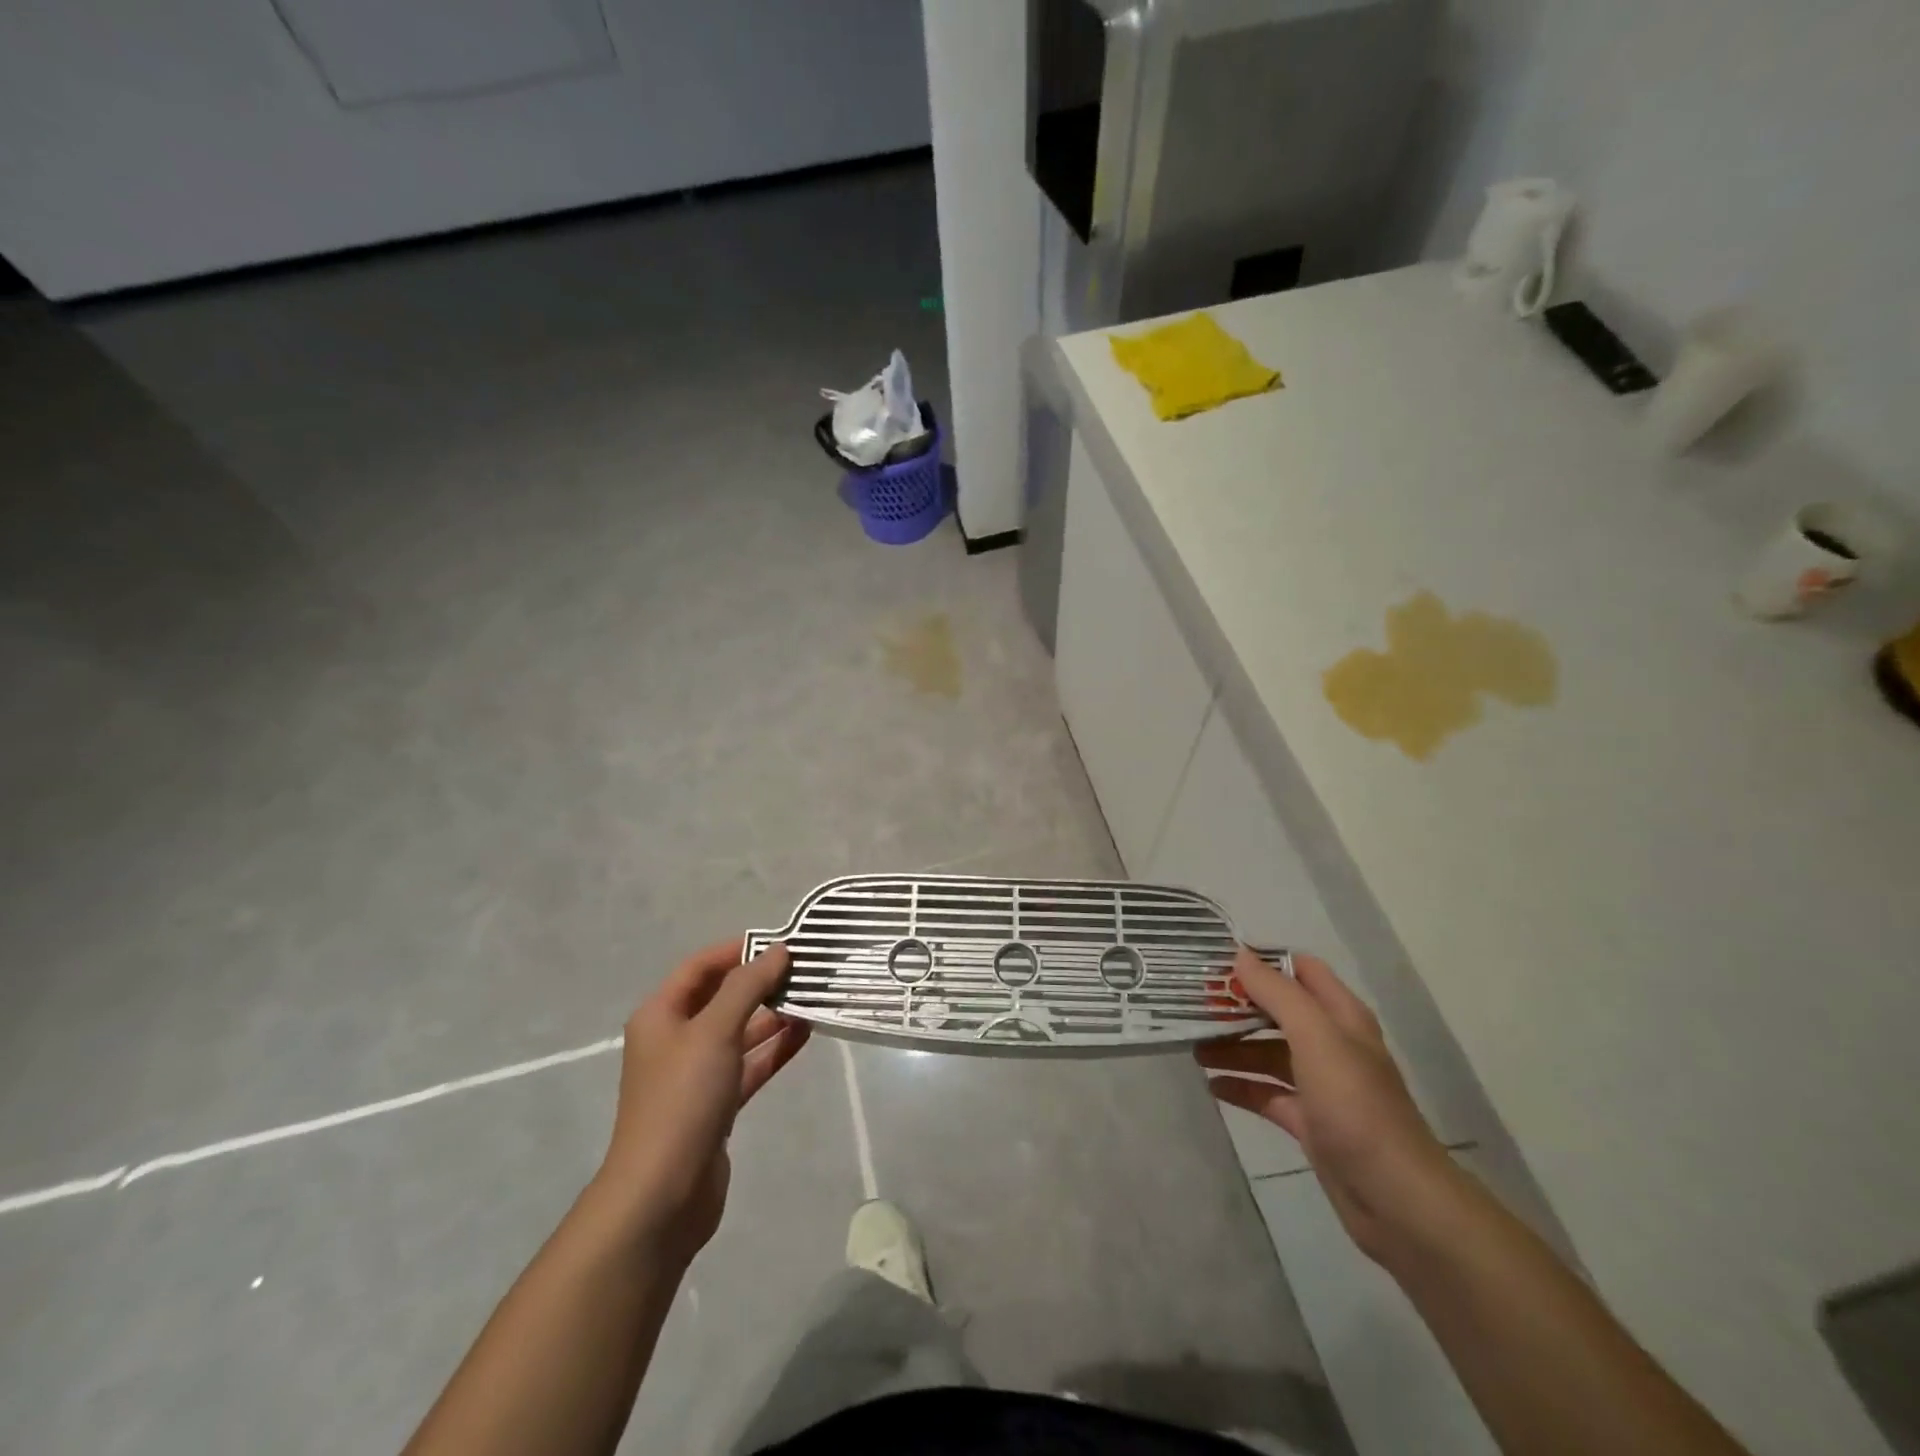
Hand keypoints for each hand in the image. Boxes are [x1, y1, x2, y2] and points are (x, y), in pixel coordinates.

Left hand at [592, 939, 810, 1265]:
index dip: (738, 949)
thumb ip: (748, 987)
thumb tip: (778, 950)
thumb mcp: (715, 1032)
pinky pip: (748, 1064)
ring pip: (739, 1031)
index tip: (781, 941)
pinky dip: (773, 1048)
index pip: (701, 966)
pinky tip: (805, 1032)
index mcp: (661, 1015)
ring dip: (771, 1015)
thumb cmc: (682, 1100)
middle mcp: (675, 1039)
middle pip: (721, 997)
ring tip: (812, 996)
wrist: (662, 1196)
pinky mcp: (716, 1104)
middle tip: (804, 968)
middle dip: (760, 981)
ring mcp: (696, 1074)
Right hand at [1198, 948, 1451, 1262]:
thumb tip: (1240, 956)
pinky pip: (1266, 1094)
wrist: (1396, 1199)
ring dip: (1233, 1046)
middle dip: (1238, 1004)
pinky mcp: (1309, 1121)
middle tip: (1193, 1002)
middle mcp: (1331, 1044)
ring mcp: (1320, 1085)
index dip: (1262, 961)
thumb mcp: (1316, 1037)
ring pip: (1268, 1053)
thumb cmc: (1356, 1106)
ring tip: (1192, 1045)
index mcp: (1341, 1016)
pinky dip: (1241, 1086)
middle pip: (1278, 1011)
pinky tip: (1211, 1084)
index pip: (1300, 969)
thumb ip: (1278, 993)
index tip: (1217, 961)